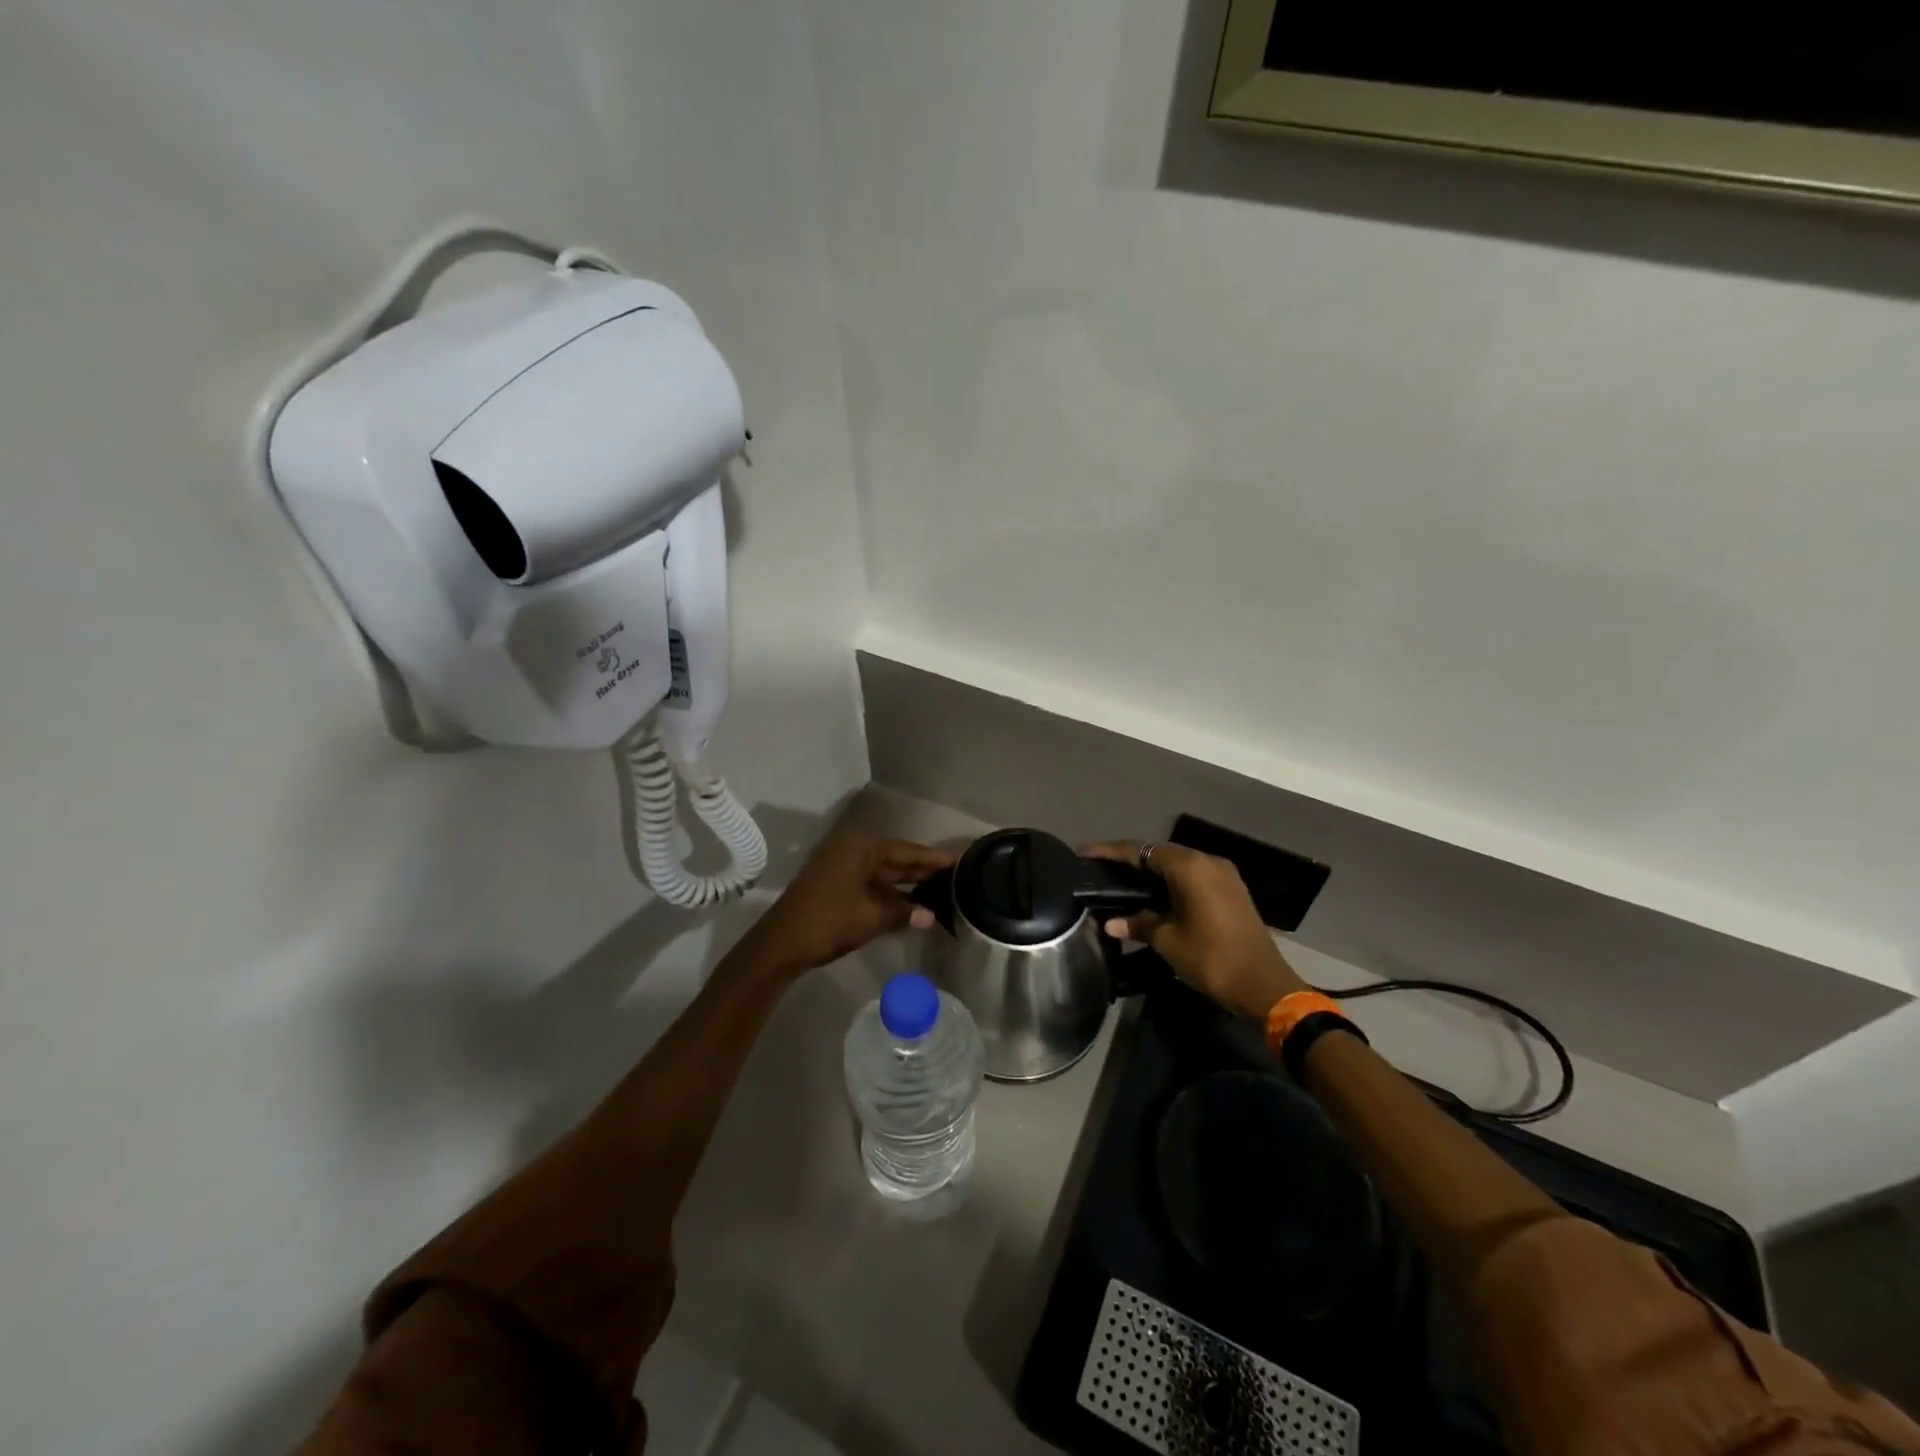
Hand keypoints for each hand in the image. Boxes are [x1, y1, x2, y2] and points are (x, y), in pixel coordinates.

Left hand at [741, 821, 954, 974]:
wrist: (780, 945)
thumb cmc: (829, 921)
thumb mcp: (872, 917)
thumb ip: (903, 913)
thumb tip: (930, 916)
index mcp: (861, 848)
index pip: (906, 850)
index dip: (932, 858)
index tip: (958, 862)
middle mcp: (851, 851)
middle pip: (895, 859)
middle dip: (921, 871)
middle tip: (953, 878)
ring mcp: (840, 869)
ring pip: (882, 874)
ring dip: (906, 885)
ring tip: (938, 893)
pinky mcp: (834, 886)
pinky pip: (870, 885)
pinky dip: (889, 895)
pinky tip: (908, 907)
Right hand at [1083, 841, 1306, 1020]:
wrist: (1264, 986)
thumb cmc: (1211, 958)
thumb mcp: (1167, 940)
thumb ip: (1138, 923)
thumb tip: (1111, 922)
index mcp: (1190, 866)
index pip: (1141, 850)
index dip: (1110, 851)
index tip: (1083, 853)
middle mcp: (1207, 861)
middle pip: (1160, 853)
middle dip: (1129, 860)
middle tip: (1099, 870)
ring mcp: (1223, 875)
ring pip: (1177, 864)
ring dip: (1150, 871)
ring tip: (1120, 881)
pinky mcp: (1230, 891)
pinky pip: (1192, 876)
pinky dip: (1170, 882)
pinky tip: (1151, 895)